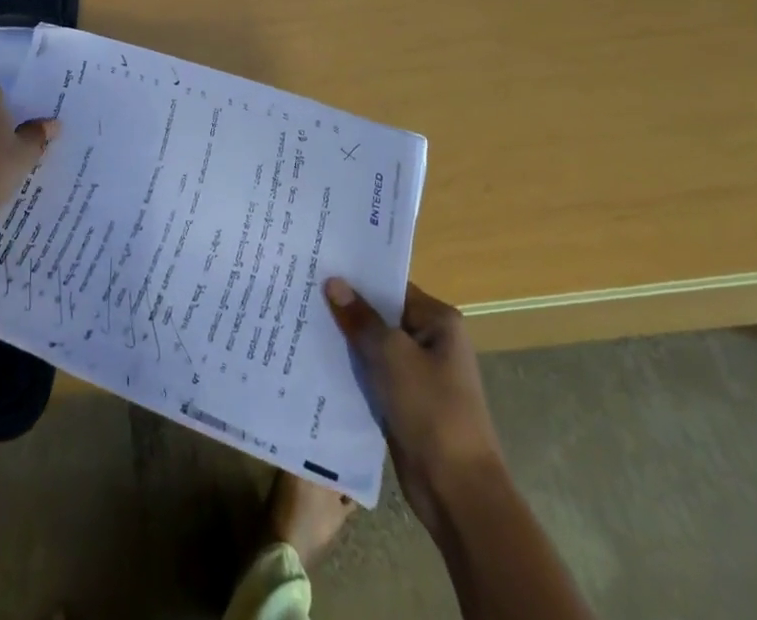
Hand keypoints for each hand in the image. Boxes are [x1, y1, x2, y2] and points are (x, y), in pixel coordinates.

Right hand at [324, 278, 502, 530]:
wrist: (457, 492)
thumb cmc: (431, 410)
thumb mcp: (392, 356)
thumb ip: (361, 318)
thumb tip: (333, 282)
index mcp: (438, 321)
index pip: (391, 286)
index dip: (356, 277)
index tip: (318, 264)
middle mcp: (429, 341)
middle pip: (380, 315)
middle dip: (346, 307)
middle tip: (300, 289)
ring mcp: (416, 374)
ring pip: (372, 346)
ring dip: (344, 340)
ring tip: (299, 319)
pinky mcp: (403, 402)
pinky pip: (371, 374)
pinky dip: (349, 369)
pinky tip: (314, 360)